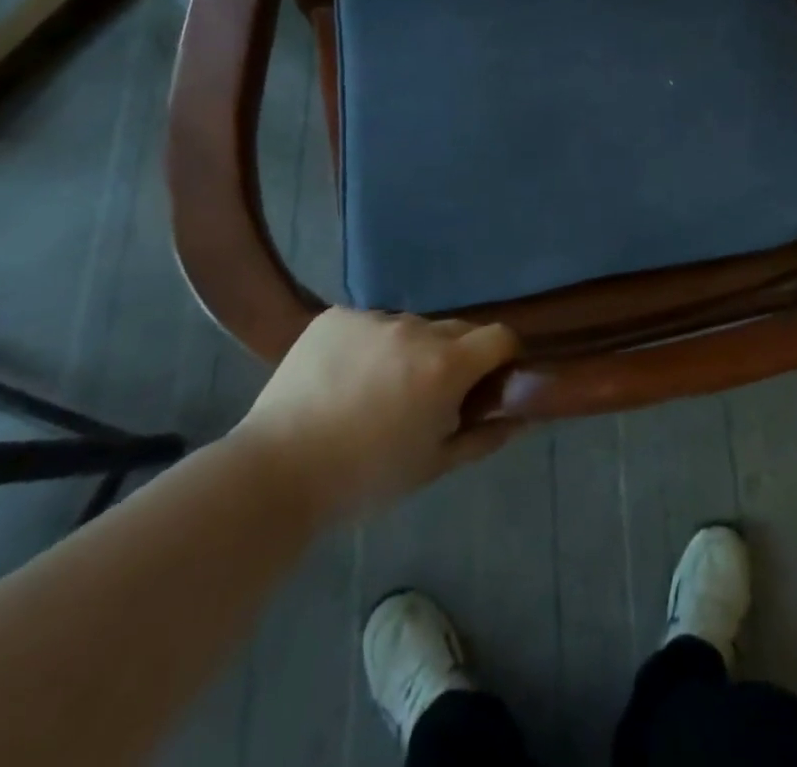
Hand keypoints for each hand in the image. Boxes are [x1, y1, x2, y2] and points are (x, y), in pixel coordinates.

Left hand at [230, 309, 520, 523]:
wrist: (273, 475)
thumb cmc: (362, 479)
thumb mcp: (431, 466)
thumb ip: (483, 438)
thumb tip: (523, 419)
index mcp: (445, 365)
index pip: (499, 336)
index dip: (502, 356)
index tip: (491, 381)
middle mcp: (416, 330)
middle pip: (456, 329)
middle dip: (455, 356)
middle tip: (430, 395)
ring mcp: (373, 319)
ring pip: (411, 327)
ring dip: (410, 350)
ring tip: (378, 389)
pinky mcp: (336, 316)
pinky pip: (369, 324)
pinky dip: (368, 345)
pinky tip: (344, 377)